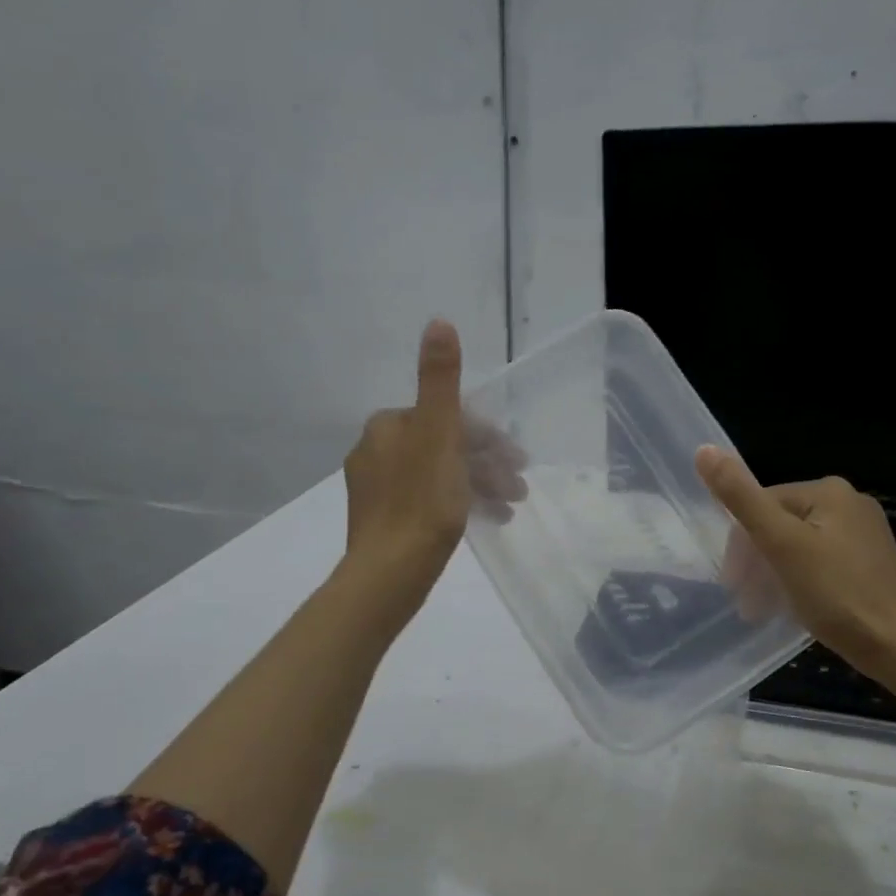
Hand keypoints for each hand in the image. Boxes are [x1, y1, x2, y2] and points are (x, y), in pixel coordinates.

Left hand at [342, 319, 524, 625]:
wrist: (389, 573)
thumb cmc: (422, 502)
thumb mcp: (438, 434)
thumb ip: (440, 380)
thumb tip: (439, 321)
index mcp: (387, 426)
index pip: (448, 417)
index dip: (488, 436)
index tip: (518, 460)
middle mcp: (376, 450)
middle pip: (445, 446)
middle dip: (487, 463)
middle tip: (519, 488)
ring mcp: (377, 488)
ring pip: (440, 474)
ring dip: (479, 485)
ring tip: (511, 507)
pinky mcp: (384, 521)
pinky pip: (429, 500)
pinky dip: (460, 504)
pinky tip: (486, 521)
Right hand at [696, 447, 895, 682]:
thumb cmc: (837, 594)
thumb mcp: (781, 544)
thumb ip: (741, 499)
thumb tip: (703, 450)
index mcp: (828, 490)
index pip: (762, 504)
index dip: (740, 544)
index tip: (732, 583)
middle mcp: (849, 503)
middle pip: (780, 525)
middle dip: (756, 562)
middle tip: (745, 602)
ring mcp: (863, 535)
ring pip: (798, 546)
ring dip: (772, 575)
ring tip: (761, 610)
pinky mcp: (870, 564)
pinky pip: (819, 563)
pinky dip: (798, 582)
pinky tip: (793, 607)